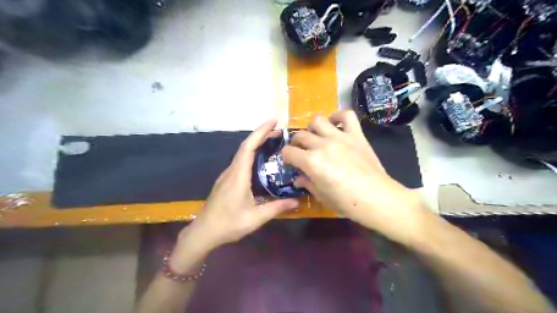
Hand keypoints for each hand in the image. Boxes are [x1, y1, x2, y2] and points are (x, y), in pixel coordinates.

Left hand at [177, 120, 300, 255]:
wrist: (203, 233)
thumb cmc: (228, 224)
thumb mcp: (256, 218)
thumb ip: (277, 208)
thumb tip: (297, 200)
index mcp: (238, 176)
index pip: (248, 147)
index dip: (260, 132)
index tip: (273, 122)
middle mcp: (231, 171)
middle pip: (245, 146)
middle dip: (261, 135)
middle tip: (279, 132)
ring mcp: (227, 175)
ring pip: (242, 153)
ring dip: (256, 144)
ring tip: (272, 142)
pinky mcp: (226, 181)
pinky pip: (240, 162)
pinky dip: (251, 154)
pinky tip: (260, 161)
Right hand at [283, 112, 429, 245]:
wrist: (376, 198)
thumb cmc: (346, 202)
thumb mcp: (321, 196)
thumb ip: (307, 183)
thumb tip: (298, 178)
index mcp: (311, 162)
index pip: (288, 152)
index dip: (286, 157)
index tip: (291, 162)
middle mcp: (322, 145)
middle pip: (300, 135)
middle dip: (296, 144)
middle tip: (302, 151)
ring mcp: (340, 137)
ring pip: (317, 120)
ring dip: (312, 128)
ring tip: (316, 136)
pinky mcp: (356, 134)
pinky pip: (346, 115)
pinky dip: (338, 116)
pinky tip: (335, 124)